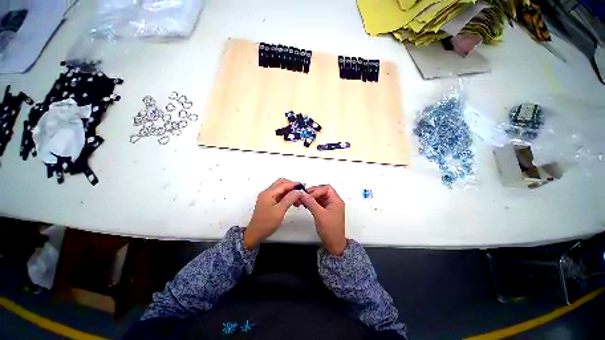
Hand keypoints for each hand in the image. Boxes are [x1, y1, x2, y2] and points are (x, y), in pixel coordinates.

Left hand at [244, 178, 301, 248]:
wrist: (255, 233)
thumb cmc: (266, 223)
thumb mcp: (280, 211)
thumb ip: (289, 199)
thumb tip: (298, 191)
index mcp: (268, 193)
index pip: (283, 184)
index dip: (294, 184)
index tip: (303, 186)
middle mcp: (267, 192)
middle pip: (281, 183)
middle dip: (292, 186)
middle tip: (300, 191)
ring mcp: (267, 197)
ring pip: (281, 189)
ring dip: (290, 191)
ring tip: (298, 199)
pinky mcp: (269, 201)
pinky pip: (279, 194)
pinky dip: (287, 196)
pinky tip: (292, 201)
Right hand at [299, 185, 346, 254]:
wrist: (334, 244)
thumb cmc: (331, 231)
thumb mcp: (319, 215)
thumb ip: (311, 203)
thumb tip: (303, 194)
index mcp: (336, 201)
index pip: (326, 188)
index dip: (316, 190)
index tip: (308, 195)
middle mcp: (334, 202)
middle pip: (322, 191)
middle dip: (312, 193)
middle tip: (304, 196)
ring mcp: (330, 206)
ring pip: (320, 197)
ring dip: (311, 197)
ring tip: (303, 200)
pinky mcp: (326, 211)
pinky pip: (318, 202)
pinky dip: (312, 202)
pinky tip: (306, 204)